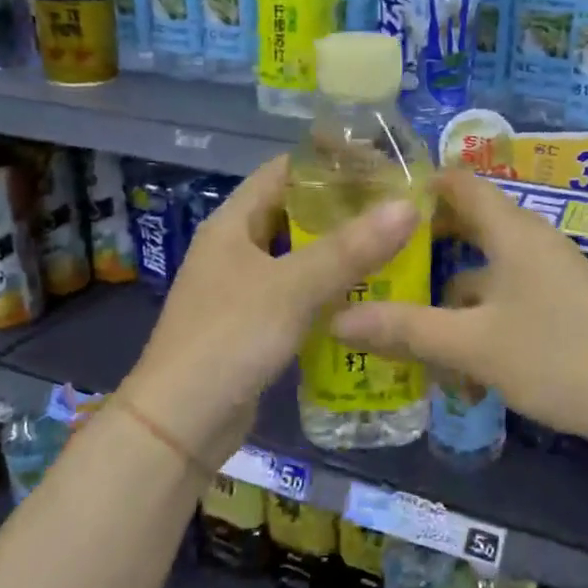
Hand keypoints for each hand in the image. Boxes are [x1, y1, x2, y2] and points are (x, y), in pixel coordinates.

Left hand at [118, 156, 419, 466]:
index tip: (380, 164)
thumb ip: (350, 249)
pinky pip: (298, 294)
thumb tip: (408, 206)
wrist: (179, 424)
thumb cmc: (229, 340)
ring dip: (339, 252)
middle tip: (397, 208)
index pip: (284, 171)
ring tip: (393, 247)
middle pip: (294, 213)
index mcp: (232, 223)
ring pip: (298, 256)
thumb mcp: (292, 289)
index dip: (328, 163)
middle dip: (342, 209)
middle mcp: (234, 248)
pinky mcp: (253, 325)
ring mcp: (242, 289)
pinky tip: (367, 297)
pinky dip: (329, 290)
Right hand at [331, 169, 587, 444]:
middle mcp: (532, 241)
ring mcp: (551, 272)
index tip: (377, 201)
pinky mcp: (561, 302)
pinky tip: (462, 359)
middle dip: (428, 242)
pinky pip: (508, 293)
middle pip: (472, 224)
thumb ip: (405, 329)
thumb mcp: (470, 345)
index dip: (421, 184)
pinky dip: (480, 314)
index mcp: (512, 232)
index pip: (462, 183)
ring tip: (411, 322)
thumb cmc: (552, 357)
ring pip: (488, 268)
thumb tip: (337, 319)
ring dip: (452, 292)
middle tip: (380, 260)